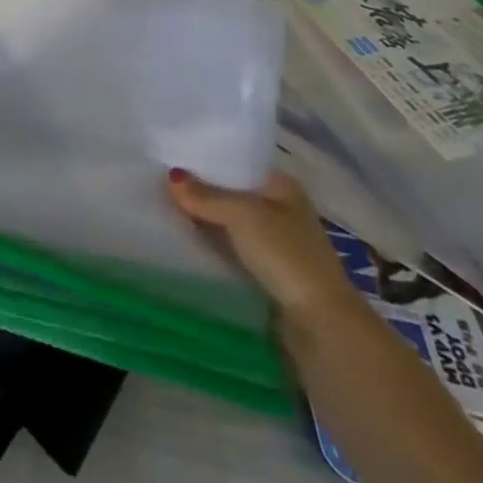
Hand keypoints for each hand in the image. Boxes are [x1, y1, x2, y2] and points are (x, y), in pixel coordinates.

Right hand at [166, 168, 357, 323]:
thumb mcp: (240, 214)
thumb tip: (171, 177)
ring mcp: (277, 245)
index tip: (173, 156)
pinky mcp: (269, 275)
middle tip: (162, 182)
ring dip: (207, 221)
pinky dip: (214, 246)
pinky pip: (233, 250)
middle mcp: (282, 211)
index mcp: (284, 187)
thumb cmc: (286, 254)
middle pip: (233, 195)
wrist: (320, 325)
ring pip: (231, 224)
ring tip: (166, 209)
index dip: (209, 161)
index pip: (239, 165)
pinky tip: (187, 240)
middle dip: (203, 192)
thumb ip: (205, 195)